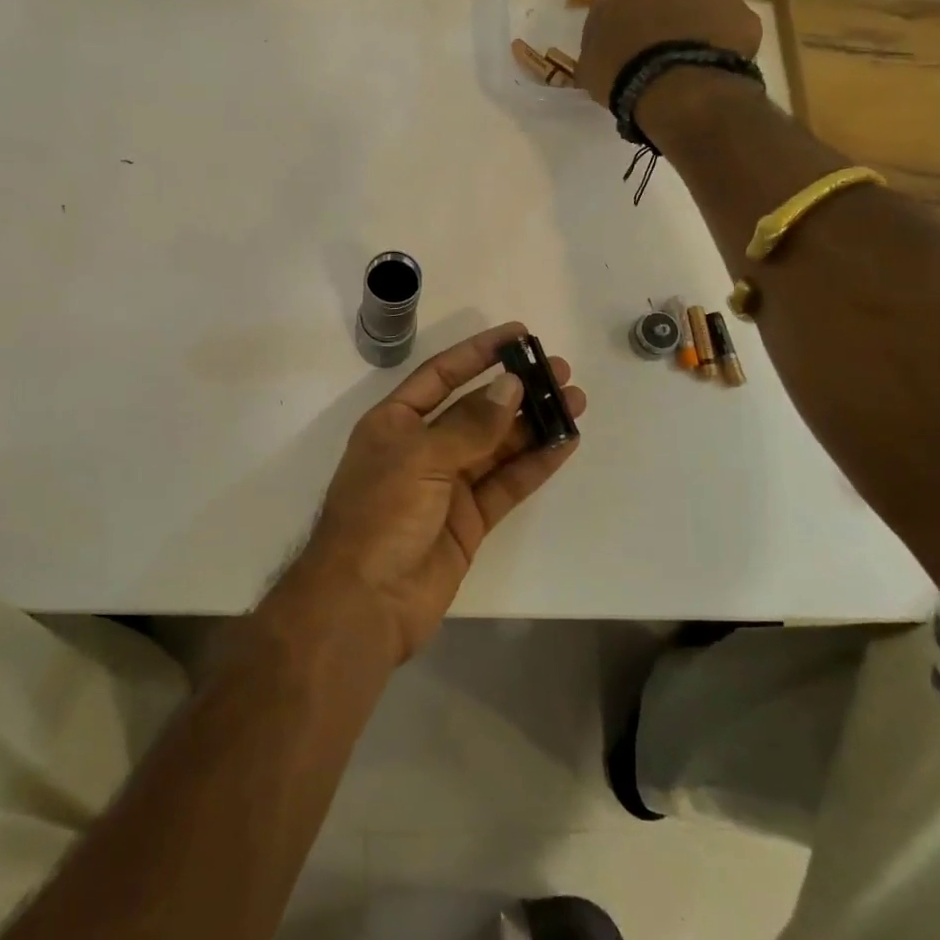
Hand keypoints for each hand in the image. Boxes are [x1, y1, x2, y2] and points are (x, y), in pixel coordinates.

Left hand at [281, 322, 586, 663]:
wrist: (364, 604)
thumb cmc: (380, 516)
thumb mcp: (420, 458)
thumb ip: (470, 425)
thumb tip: (511, 387)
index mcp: (396, 422)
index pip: (442, 375)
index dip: (479, 352)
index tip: (519, 335)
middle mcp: (422, 448)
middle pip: (477, 409)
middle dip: (517, 389)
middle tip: (560, 372)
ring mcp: (448, 485)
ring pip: (498, 445)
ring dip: (534, 424)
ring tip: (575, 402)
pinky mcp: (469, 520)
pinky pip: (507, 483)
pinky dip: (535, 464)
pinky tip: (564, 444)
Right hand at [575, 0, 762, 106]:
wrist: (679, 90)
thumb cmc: (622, 67)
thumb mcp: (589, 56)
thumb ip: (599, 34)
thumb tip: (609, 35)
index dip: (627, 3)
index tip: (623, 28)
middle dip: (666, 6)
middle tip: (655, 44)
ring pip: (704, 2)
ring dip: (694, 23)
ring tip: (682, 62)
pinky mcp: (746, 17)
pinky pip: (727, 29)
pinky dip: (718, 44)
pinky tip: (705, 71)